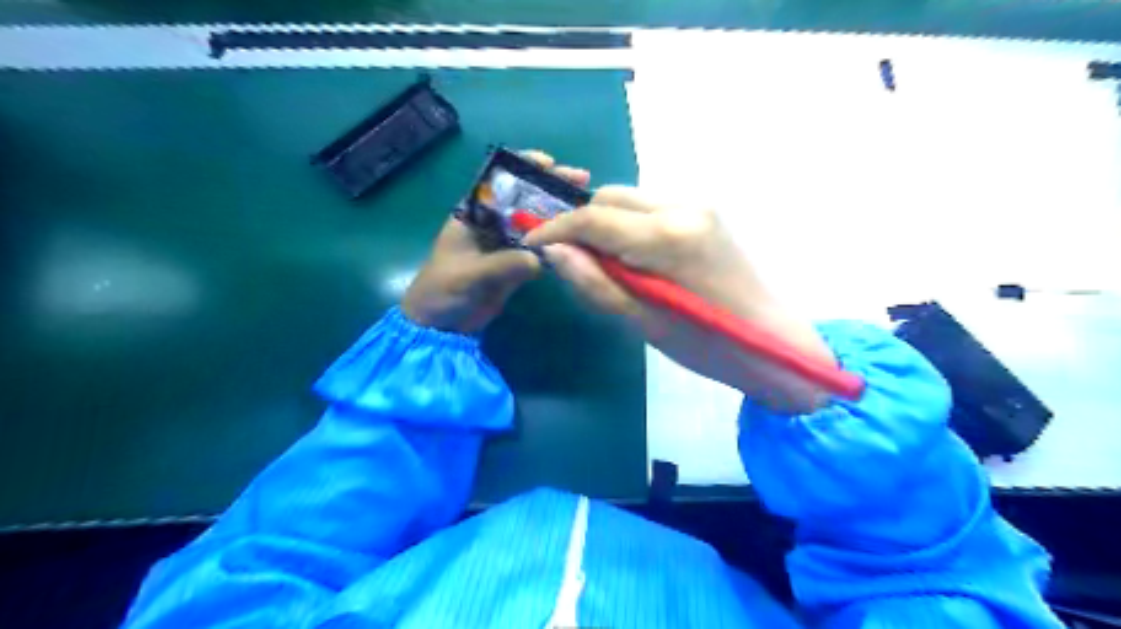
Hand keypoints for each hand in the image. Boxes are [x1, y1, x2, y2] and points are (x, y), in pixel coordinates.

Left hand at [405, 151, 594, 334]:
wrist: (441, 325)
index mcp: (473, 214)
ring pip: (536, 222)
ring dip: (560, 214)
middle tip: (581, 180)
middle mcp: (493, 223)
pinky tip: (579, 239)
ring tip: (589, 206)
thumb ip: (502, 265)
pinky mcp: (517, 264)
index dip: (523, 167)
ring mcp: (507, 244)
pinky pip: (540, 249)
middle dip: (551, 187)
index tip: (549, 162)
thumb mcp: (469, 275)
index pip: (499, 182)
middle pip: (525, 198)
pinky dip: (558, 244)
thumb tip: (539, 259)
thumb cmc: (443, 290)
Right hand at [524, 187, 830, 411]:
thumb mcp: (641, 321)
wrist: (772, 343)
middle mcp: (683, 206)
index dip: (556, 229)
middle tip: (571, 259)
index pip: (594, 217)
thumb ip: (594, 282)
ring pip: (630, 199)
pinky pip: (651, 208)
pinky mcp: (706, 212)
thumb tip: (553, 251)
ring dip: (606, 224)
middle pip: (610, 197)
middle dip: (582, 223)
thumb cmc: (706, 344)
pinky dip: (630, 226)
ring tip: (605, 264)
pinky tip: (635, 258)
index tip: (533, 243)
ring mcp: (699, 204)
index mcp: (668, 236)